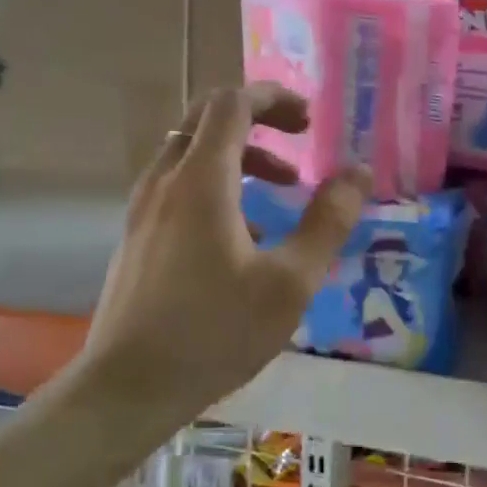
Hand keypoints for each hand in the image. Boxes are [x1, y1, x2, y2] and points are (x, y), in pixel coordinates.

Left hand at [84, 84, 368, 418]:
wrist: (129, 387)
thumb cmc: (216, 333)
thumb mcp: (290, 281)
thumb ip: (327, 221)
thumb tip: (358, 173)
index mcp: (201, 181)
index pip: (232, 104)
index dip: (274, 98)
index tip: (310, 120)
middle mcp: (165, 182)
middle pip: (205, 119)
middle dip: (257, 119)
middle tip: (298, 141)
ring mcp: (143, 210)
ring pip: (190, 154)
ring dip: (239, 156)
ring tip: (281, 190)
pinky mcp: (137, 237)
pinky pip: (178, 187)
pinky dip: (216, 186)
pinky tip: (244, 235)